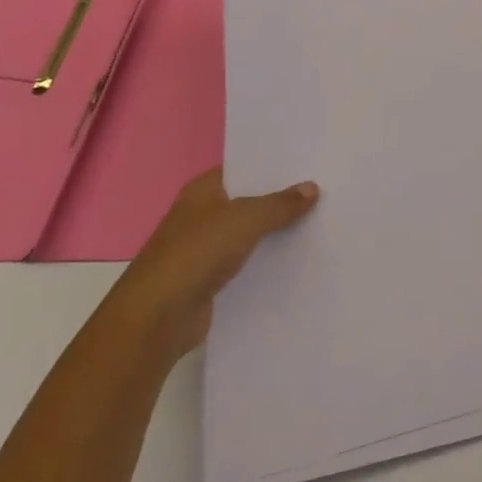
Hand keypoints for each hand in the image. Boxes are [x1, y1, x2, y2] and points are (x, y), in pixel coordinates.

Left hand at [108, 166, 317, 362]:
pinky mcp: (210, 279)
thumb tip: (312, 188)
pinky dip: (267, 260)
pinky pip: (247, 262)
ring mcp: (204, 248)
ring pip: (250, 232)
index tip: (310, 162)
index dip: (274, 165)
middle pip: (249, 200)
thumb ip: (280, 203)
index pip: (244, 167)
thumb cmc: (196, 253)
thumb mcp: (246, 219)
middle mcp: (202, 215)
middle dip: (281, 198)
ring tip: (320, 221)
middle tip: (325, 189)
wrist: (156, 318)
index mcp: (203, 190)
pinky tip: (298, 258)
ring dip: (276, 231)